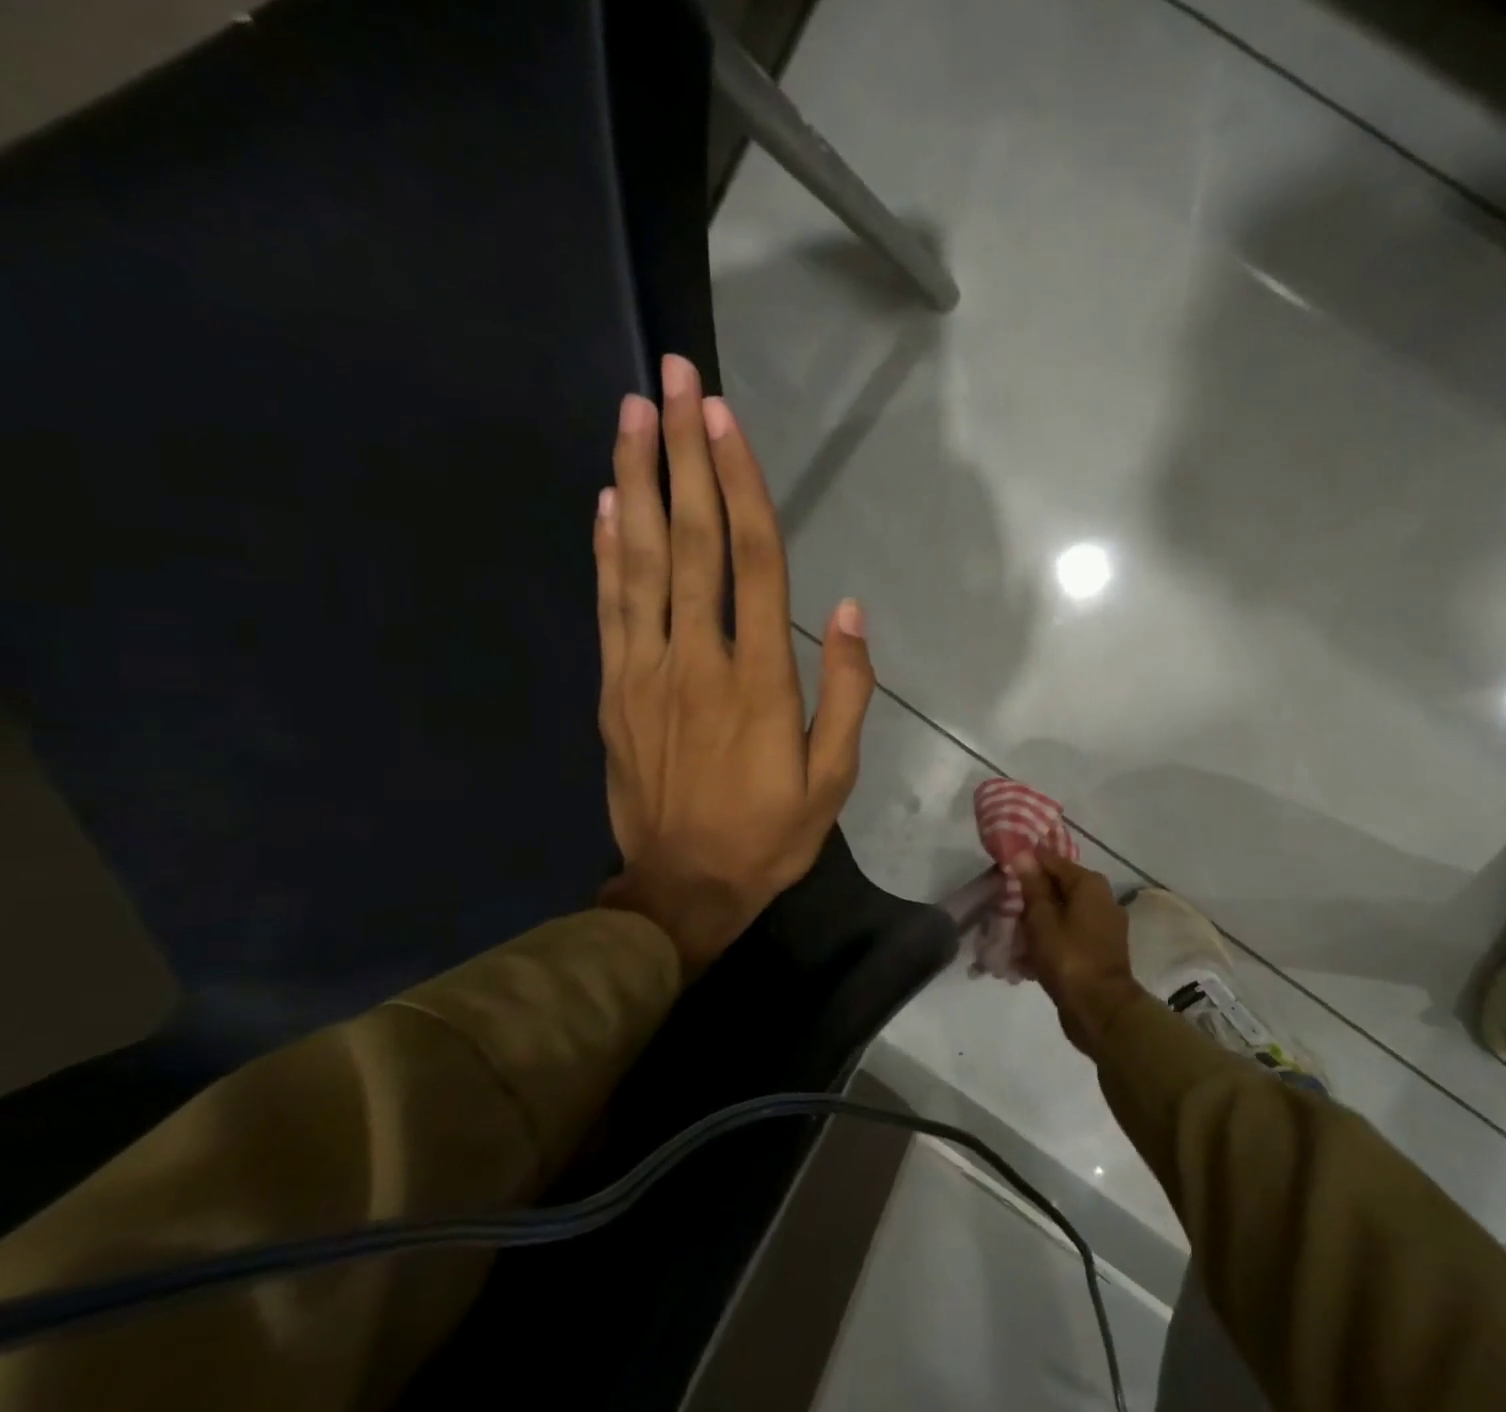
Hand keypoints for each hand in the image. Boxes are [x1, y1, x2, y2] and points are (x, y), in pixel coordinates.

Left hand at [593, 354, 874, 972]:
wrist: (681, 890)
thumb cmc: (769, 835)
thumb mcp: (833, 777)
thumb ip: (845, 692)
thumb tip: (851, 612)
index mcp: (759, 678)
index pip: (752, 560)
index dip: (741, 484)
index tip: (725, 419)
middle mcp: (697, 658)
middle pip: (690, 539)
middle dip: (683, 453)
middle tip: (673, 377)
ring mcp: (645, 670)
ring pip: (639, 560)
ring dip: (636, 480)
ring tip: (632, 413)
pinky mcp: (614, 689)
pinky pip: (608, 606)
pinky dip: (605, 548)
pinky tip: (607, 500)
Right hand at [1013, 849, 1143, 1054]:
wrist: (1101, 1010)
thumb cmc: (1068, 958)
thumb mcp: (1042, 919)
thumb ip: (1033, 885)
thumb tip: (1023, 854)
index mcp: (1089, 884)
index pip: (1052, 860)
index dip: (1026, 863)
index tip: (1002, 871)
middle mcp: (1102, 898)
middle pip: (1059, 887)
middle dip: (1031, 896)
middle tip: (1003, 906)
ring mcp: (1104, 925)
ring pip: (1063, 912)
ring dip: (1038, 921)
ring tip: (1011, 933)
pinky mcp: (1100, 949)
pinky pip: (1070, 934)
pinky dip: (1051, 939)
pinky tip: (1027, 954)